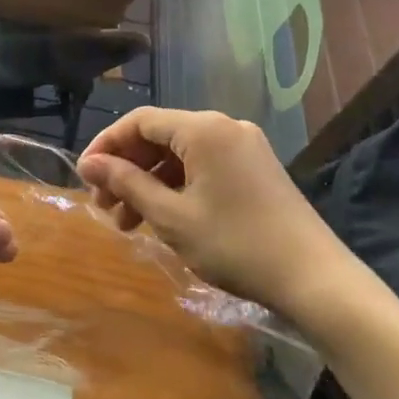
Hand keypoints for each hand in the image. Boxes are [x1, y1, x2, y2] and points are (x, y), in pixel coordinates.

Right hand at [75, 107, 339, 314]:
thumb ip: (128, 183)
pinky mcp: (257, 169)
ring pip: (181, 154)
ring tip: (129, 223)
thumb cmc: (235, 245)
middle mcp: (225, 127)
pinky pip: (204, 166)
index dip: (107, 145)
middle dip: (127, 169)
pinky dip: (178, 187)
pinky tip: (164, 218)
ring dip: (150, 183)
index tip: (85, 177)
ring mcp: (245, 147)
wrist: (314, 278)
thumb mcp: (172, 216)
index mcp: (204, 129)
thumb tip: (90, 164)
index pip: (140, 121)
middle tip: (105, 208)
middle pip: (160, 136)